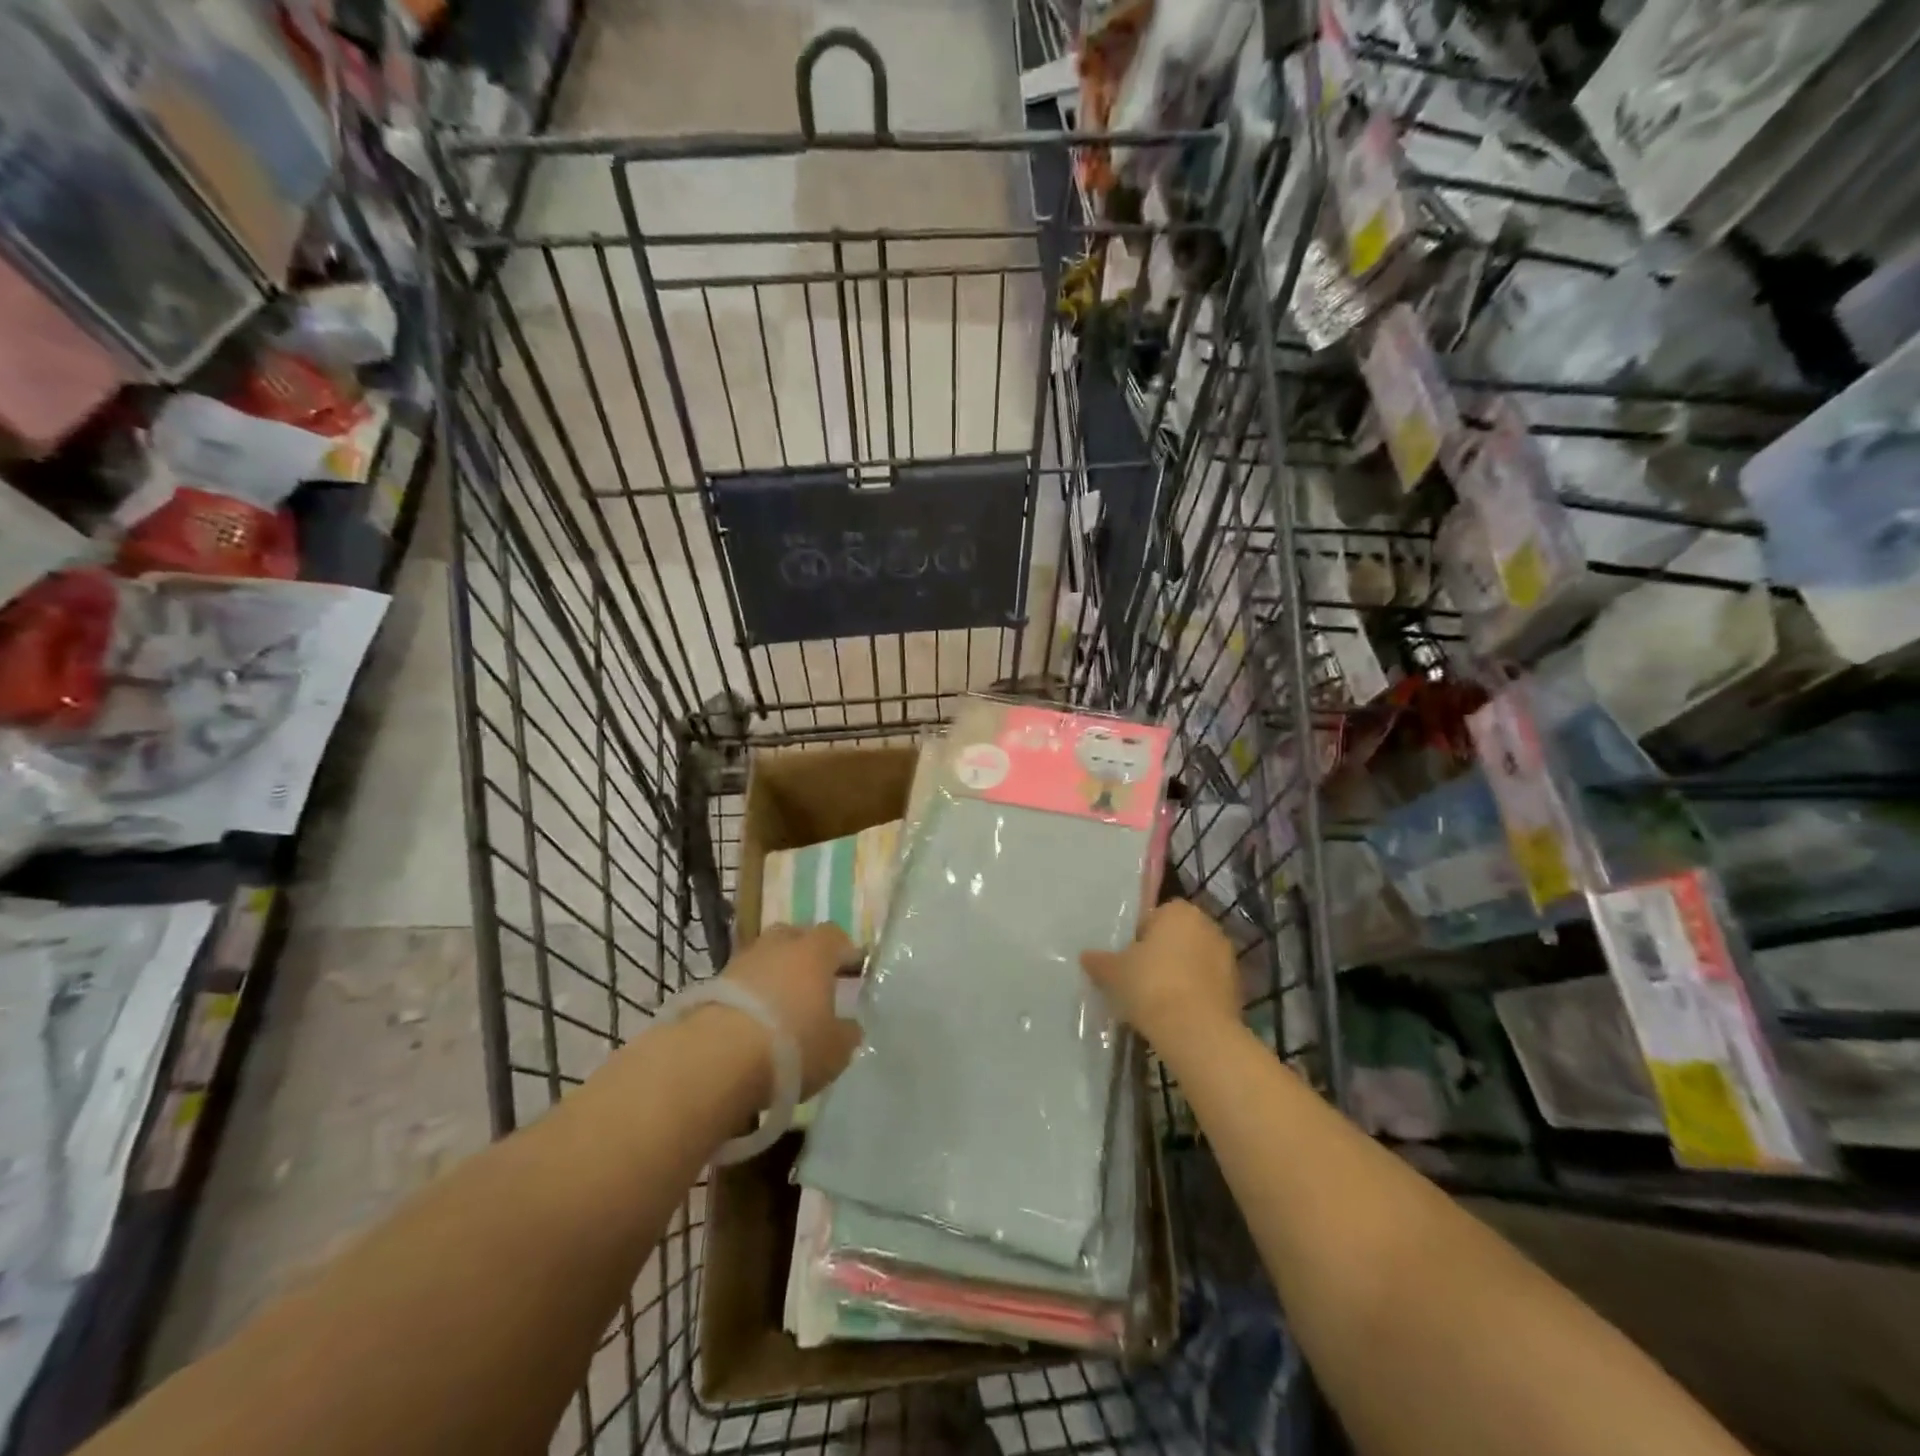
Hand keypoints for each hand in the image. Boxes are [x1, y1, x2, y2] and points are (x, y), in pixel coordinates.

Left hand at [722, 924, 862, 1098]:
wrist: (716, 1059)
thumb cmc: (791, 1046)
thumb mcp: (836, 1049)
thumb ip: (847, 1032)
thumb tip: (849, 1026)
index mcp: (814, 951)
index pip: (836, 937)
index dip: (846, 952)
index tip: (854, 972)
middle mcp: (778, 946)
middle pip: (796, 937)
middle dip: (806, 955)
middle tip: (816, 982)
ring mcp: (742, 962)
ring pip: (765, 958)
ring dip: (774, 975)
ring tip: (782, 1006)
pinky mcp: (712, 985)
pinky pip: (742, 982)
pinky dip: (750, 995)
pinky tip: (755, 1021)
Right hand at [1081, 900, 1239, 1050]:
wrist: (1195, 1030)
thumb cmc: (1150, 985)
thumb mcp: (1113, 972)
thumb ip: (1099, 961)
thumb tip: (1085, 956)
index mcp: (1179, 911)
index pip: (1155, 916)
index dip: (1139, 937)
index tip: (1128, 960)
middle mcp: (1208, 926)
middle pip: (1177, 938)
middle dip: (1161, 954)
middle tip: (1139, 978)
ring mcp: (1227, 958)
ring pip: (1194, 962)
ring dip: (1180, 975)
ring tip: (1157, 1001)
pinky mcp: (1237, 989)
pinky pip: (1207, 986)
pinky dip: (1194, 995)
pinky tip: (1177, 1015)